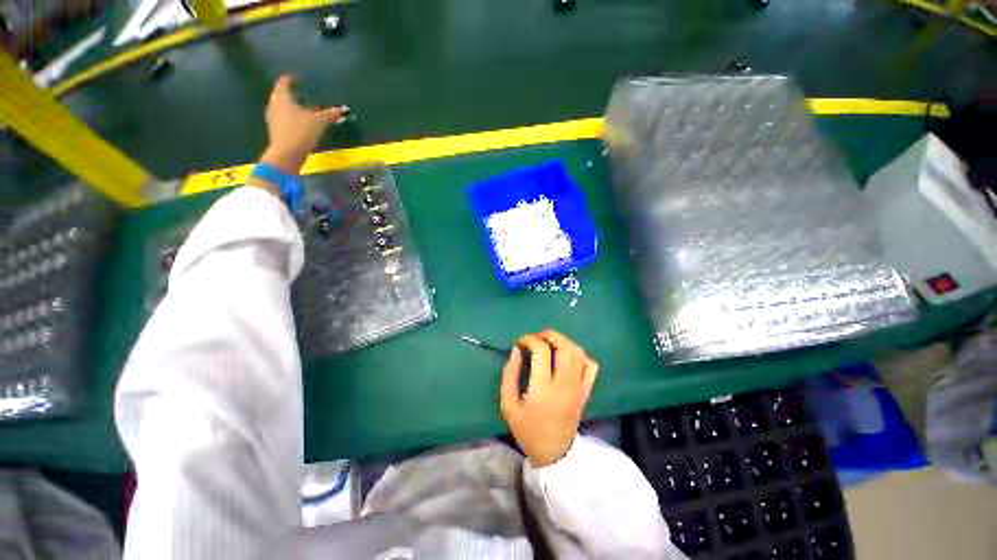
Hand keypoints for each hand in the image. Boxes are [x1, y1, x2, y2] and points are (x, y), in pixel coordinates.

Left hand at [260, 74, 344, 174]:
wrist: (286, 155)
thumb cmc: (300, 132)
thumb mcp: (318, 122)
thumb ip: (329, 114)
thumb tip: (341, 109)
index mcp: (282, 98)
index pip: (284, 82)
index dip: (291, 79)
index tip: (299, 78)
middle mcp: (274, 105)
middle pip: (282, 95)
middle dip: (293, 94)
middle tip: (304, 94)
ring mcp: (273, 119)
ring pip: (283, 108)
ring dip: (293, 107)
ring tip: (304, 109)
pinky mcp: (276, 131)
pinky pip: (284, 119)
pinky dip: (292, 118)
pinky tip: (302, 124)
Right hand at [500, 329, 598, 467]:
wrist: (555, 453)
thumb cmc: (528, 430)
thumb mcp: (509, 405)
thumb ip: (510, 375)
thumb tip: (516, 350)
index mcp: (543, 389)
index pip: (542, 352)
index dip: (530, 340)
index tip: (520, 343)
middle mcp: (565, 385)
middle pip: (564, 347)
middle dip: (549, 335)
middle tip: (536, 338)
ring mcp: (579, 387)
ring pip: (578, 352)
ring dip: (563, 341)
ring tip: (549, 343)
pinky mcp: (586, 391)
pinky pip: (590, 365)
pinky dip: (580, 355)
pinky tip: (568, 356)